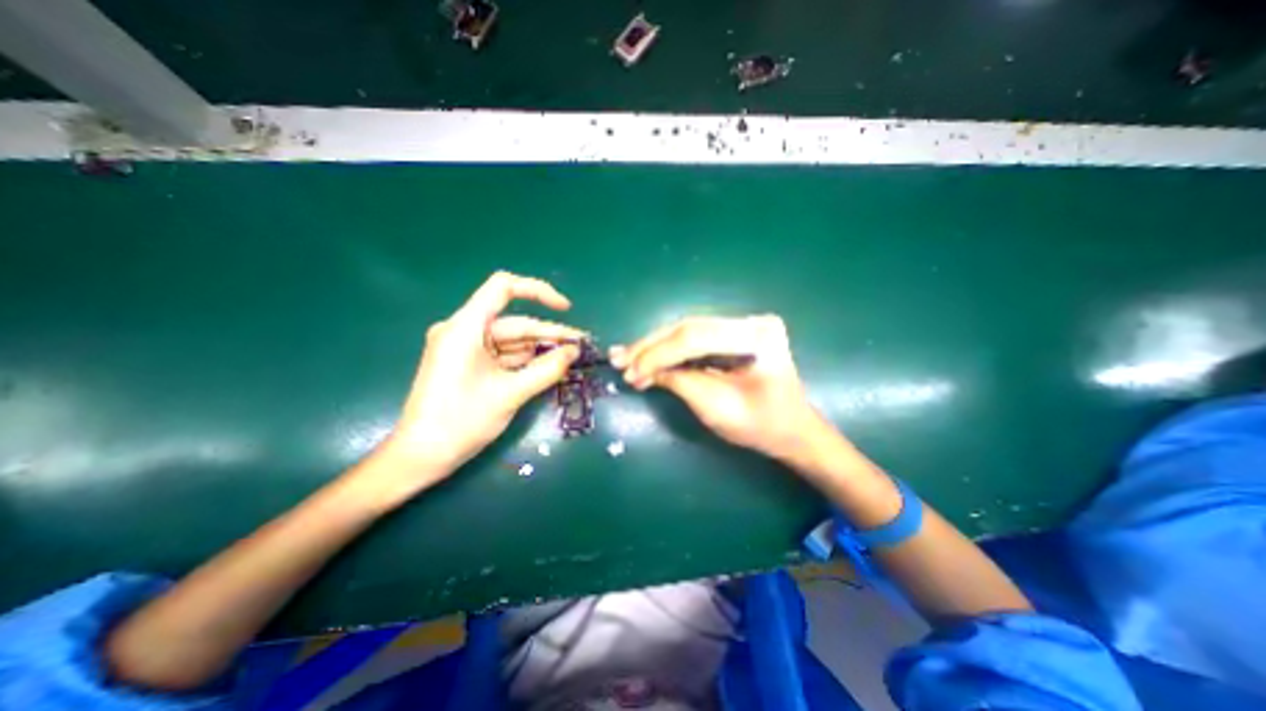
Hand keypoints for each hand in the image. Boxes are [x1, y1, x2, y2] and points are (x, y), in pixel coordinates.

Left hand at [370, 273, 580, 481]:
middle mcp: (463, 331)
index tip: (565, 309)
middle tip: (580, 346)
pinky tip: (548, 368)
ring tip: (570, 359)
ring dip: (540, 349)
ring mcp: (464, 348)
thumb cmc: (461, 422)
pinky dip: (525, 361)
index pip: (504, 287)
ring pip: (511, 341)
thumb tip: (575, 352)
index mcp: (465, 327)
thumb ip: (547, 369)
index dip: (538, 291)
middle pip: (514, 322)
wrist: (422, 456)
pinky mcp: (468, 364)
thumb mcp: (511, 393)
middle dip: (548, 334)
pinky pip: (503, 355)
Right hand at [608, 313, 827, 461]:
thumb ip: (680, 382)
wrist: (792, 429)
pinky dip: (668, 350)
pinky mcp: (733, 333)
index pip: (696, 337)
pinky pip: (693, 339)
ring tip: (625, 359)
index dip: (659, 354)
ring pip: (686, 331)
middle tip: (619, 360)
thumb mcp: (717, 408)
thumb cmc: (762, 426)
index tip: (630, 372)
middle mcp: (751, 321)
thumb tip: (641, 370)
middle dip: (651, 347)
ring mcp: (743, 324)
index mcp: (757, 336)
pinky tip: (646, 357)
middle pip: (689, 328)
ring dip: (654, 347)